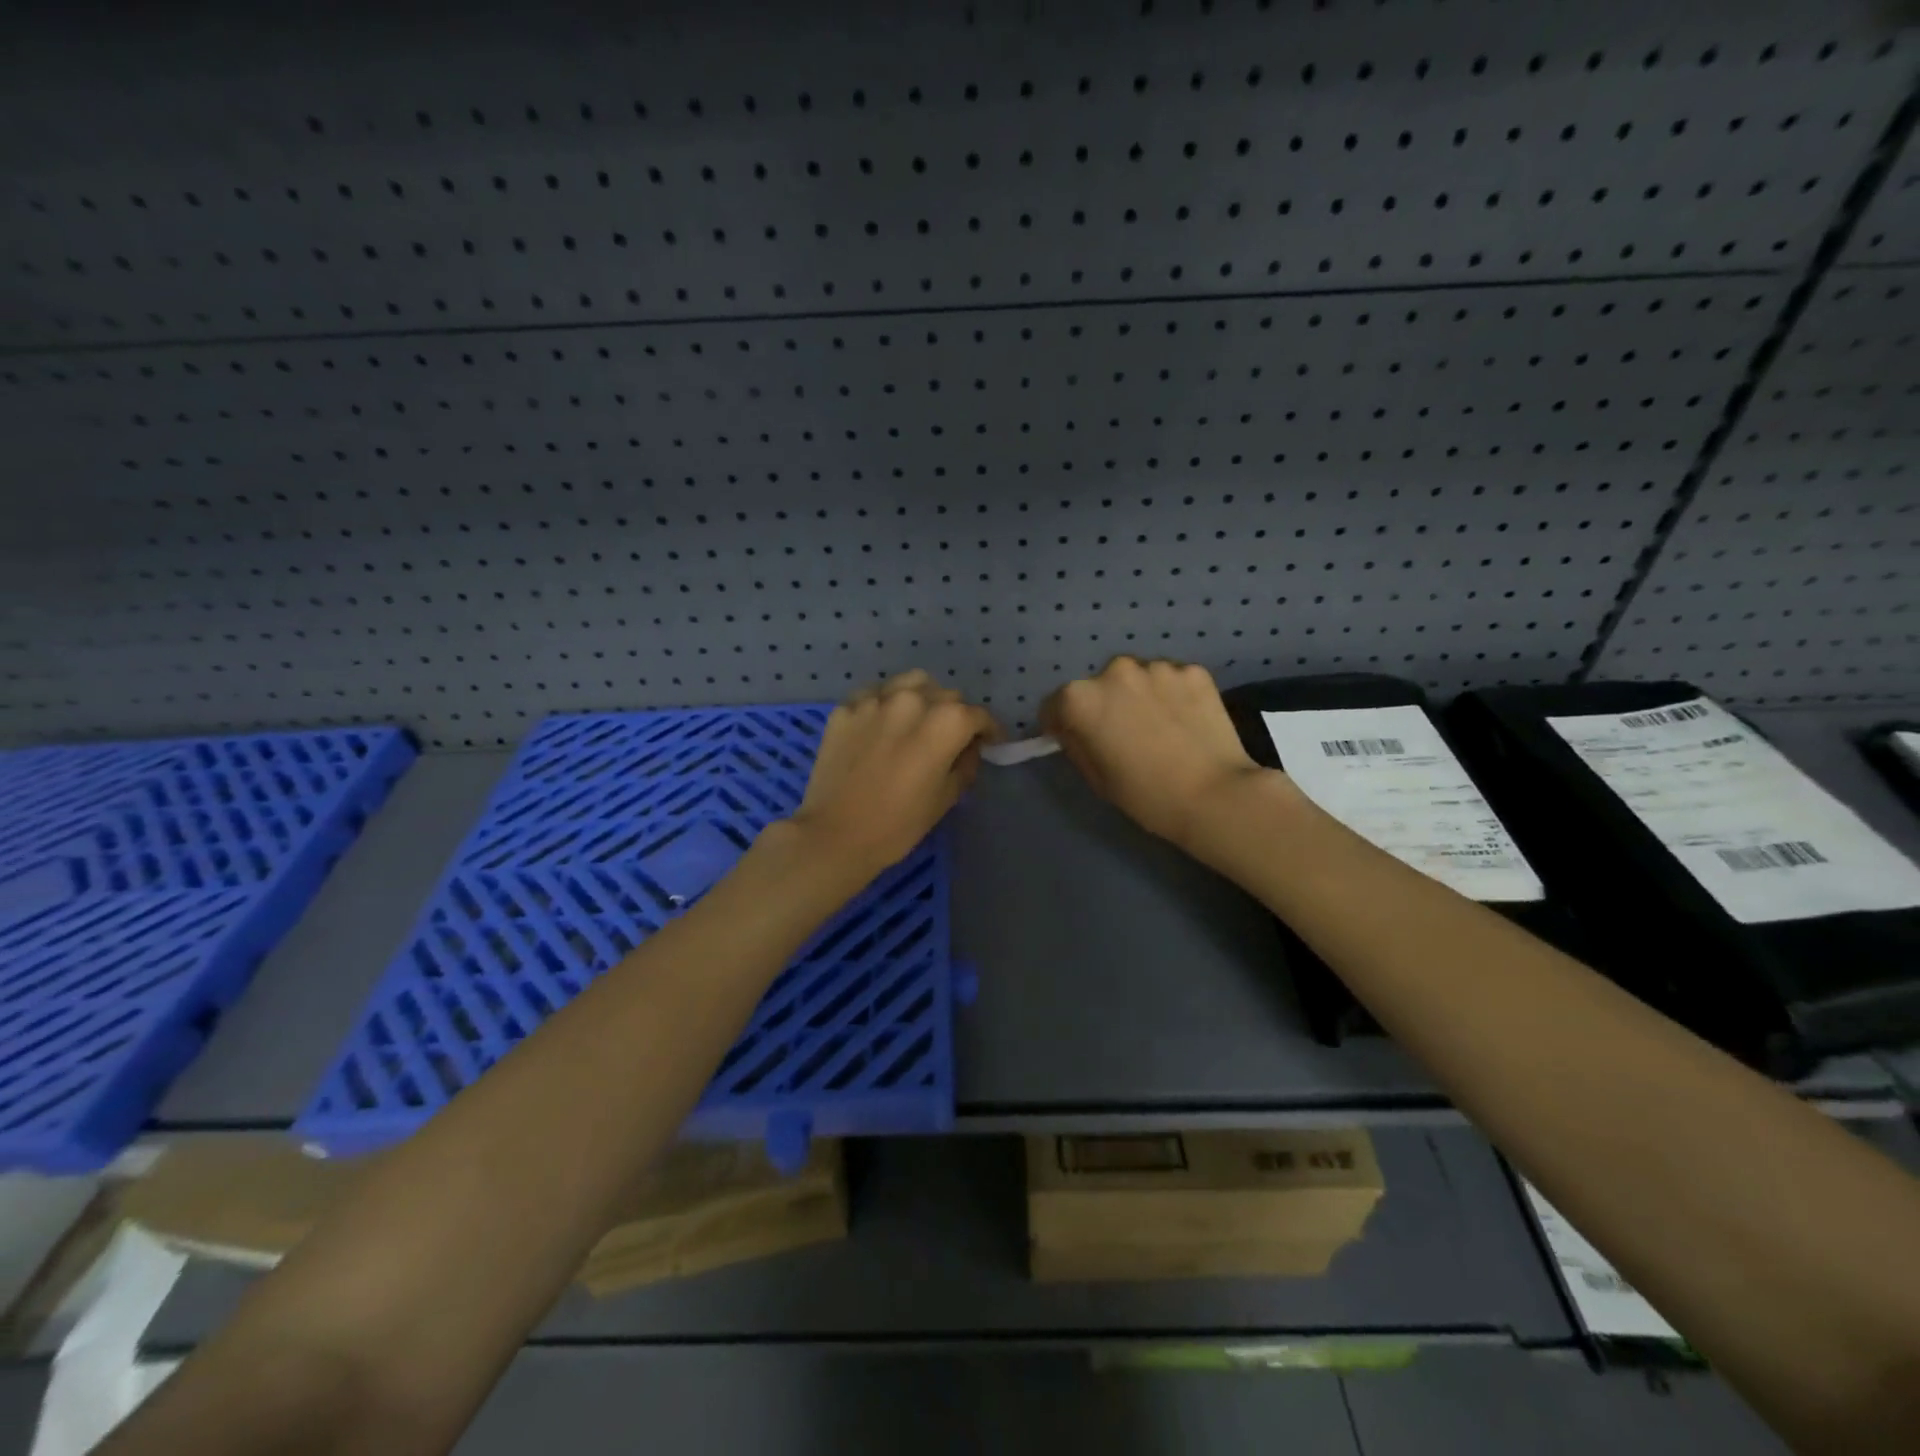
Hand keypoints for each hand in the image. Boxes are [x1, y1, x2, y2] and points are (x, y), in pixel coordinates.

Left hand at [787, 671, 999, 879]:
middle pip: (946, 695)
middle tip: (951, 739)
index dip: (989, 730)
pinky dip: (886, 704)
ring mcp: (875, 700)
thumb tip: (968, 747)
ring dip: (922, 698)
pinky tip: (883, 726)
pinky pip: (875, 695)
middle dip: (956, 715)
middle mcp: (912, 699)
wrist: (834, 836)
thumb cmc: (898, 825)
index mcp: (945, 722)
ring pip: (911, 683)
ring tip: (918, 721)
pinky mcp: (845, 708)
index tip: (990, 743)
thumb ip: (965, 763)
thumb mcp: (946, 798)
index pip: (978, 715)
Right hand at [1041, 656, 1276, 849]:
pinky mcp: (1192, 670)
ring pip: (1138, 678)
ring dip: (1140, 696)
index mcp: (1081, 699)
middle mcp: (1114, 671)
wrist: (1215, 795)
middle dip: (1105, 705)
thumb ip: (1076, 744)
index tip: (1079, 741)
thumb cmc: (1146, 795)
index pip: (1055, 705)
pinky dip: (1173, 694)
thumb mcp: (1097, 778)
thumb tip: (1073, 729)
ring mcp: (1157, 667)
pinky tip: (1186, 722)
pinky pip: (1171, 679)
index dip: (1061, 724)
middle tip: (1125, 735)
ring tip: (1160, 728)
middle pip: (1099, 686)